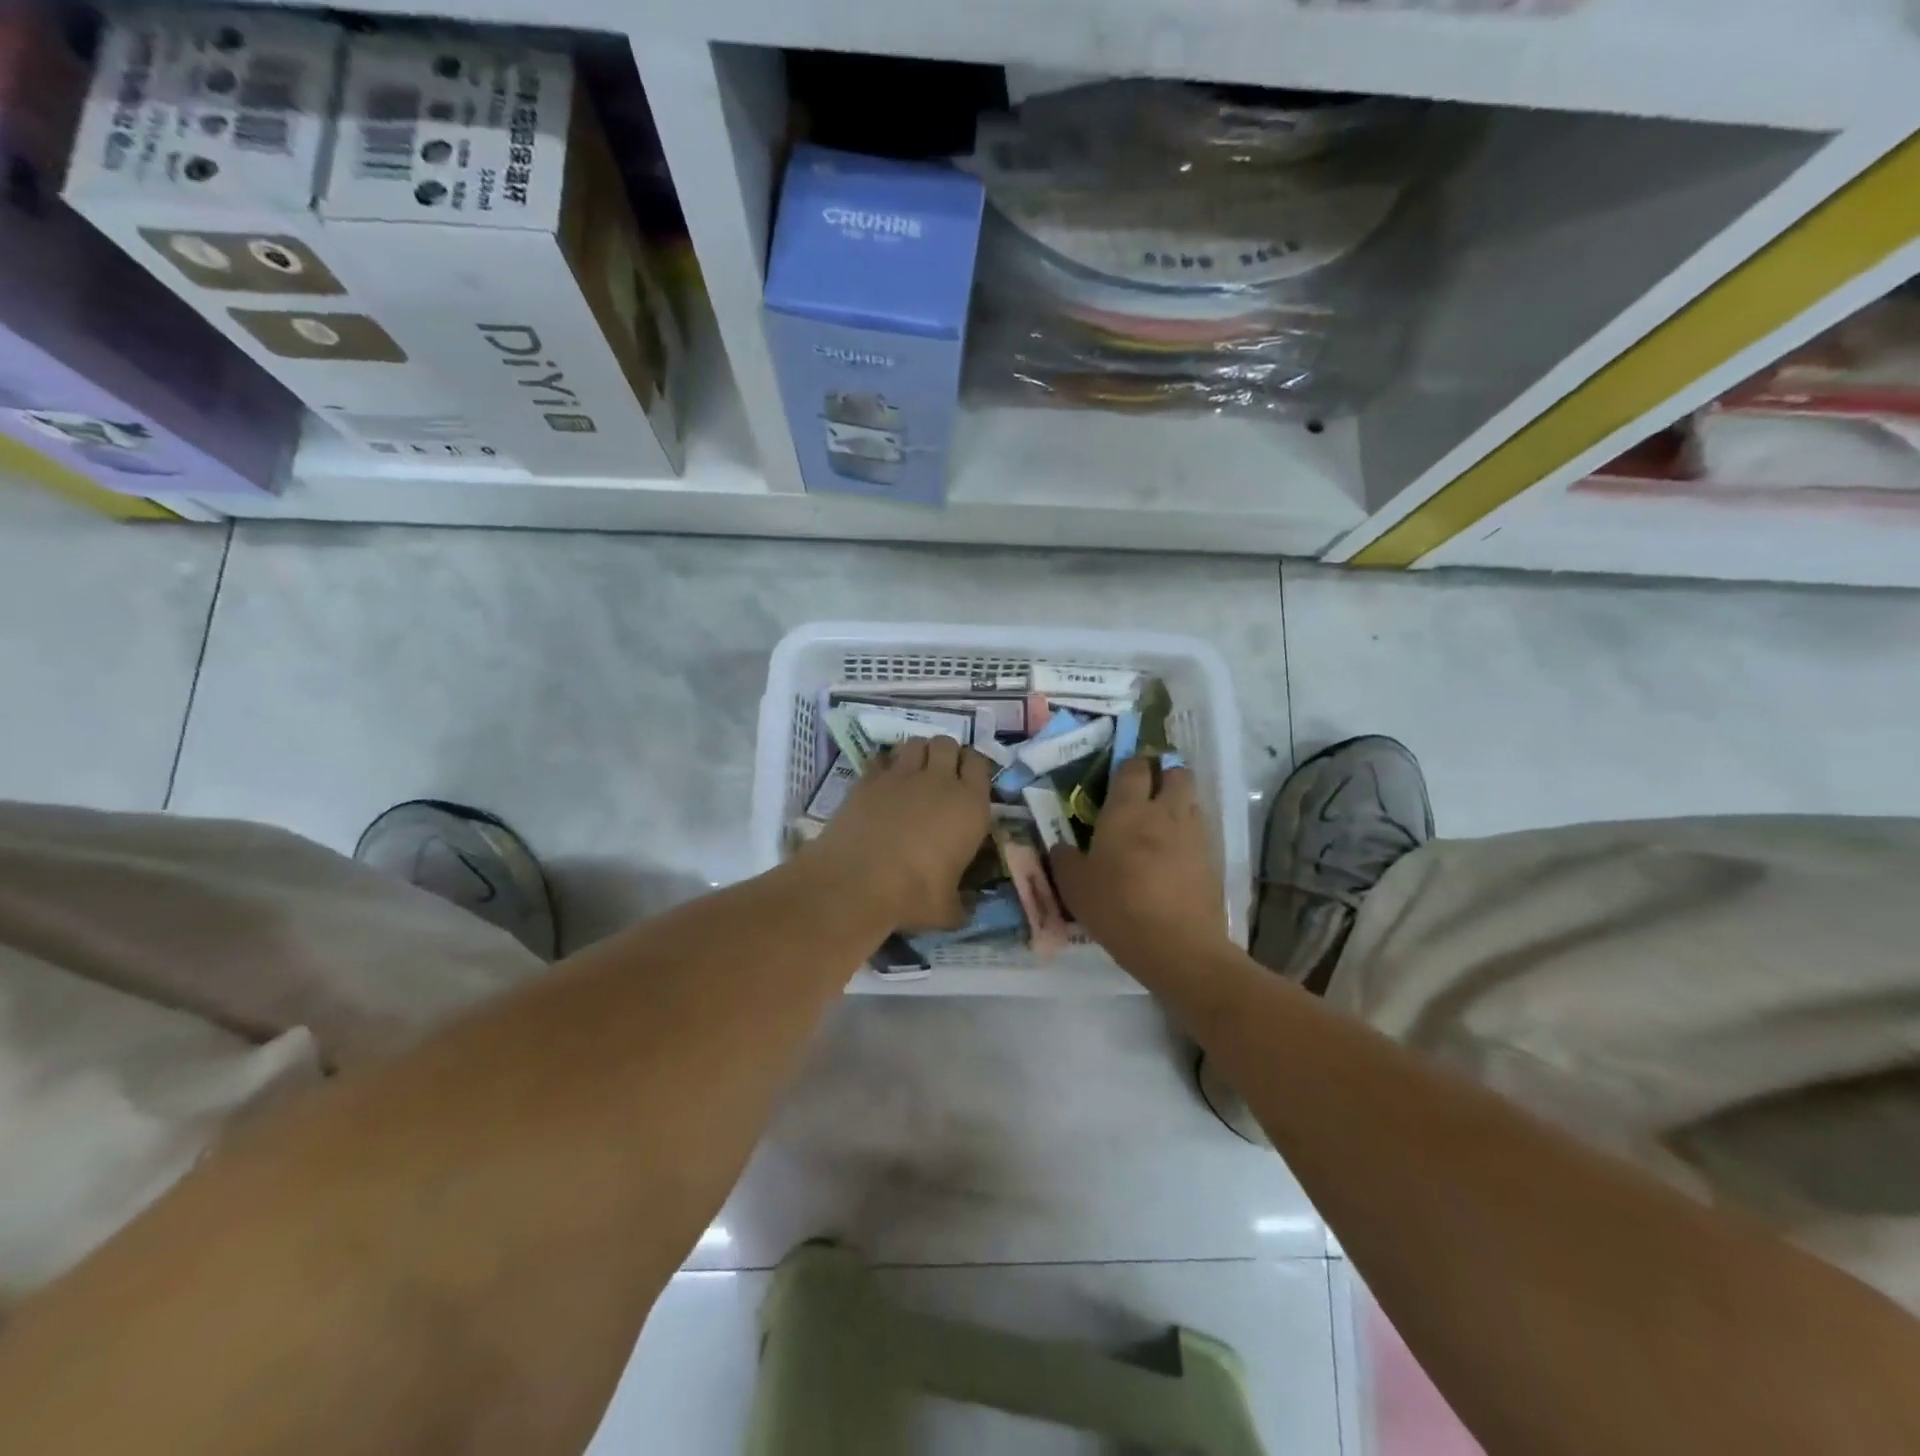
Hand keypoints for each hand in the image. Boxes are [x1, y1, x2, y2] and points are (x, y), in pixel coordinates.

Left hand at [810, 736, 993, 929]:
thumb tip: (967, 910)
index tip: (968, 781)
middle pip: (947, 743)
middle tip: (940, 776)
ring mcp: (901, 775)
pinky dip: (886, 765)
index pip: (980, 763)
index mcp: (970, 805)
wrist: (856, 882)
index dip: (973, 767)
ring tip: (913, 773)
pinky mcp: (868, 779)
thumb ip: (962, 905)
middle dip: (946, 754)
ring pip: (916, 743)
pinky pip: (882, 758)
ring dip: (918, 753)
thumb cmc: (913, 895)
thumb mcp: (948, 910)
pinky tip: (883, 784)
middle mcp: (939, 781)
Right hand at [1050, 757, 1225, 963]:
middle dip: (1165, 775)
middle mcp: (1164, 812)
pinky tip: (1175, 857)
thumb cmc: (1117, 907)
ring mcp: (1193, 834)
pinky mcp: (1212, 860)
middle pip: (1176, 773)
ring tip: (1161, 825)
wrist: (1177, 946)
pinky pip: (1200, 833)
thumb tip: (1061, 847)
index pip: (1134, 767)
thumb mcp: (1075, 887)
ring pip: (1192, 801)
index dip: (1130, 765)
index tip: (1121, 776)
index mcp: (1126, 810)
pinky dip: (1189, 835)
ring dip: (1179, 803)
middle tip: (1148, 793)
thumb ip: (1065, 860)